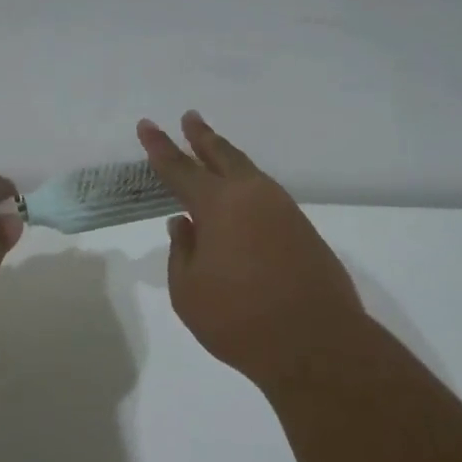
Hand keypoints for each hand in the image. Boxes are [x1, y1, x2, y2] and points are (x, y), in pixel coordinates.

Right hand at [138, 113, 367, 388]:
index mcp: (218, 205)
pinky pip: (266, 195)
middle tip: (189, 117)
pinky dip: (247, 186)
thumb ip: (182, 251)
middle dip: (201, 136)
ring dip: (227, 158)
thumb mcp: (188, 290)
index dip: (159, 147)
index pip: (180, 168)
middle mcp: (253, 196)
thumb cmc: (238, 318)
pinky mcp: (303, 229)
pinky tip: (241, 198)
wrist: (315, 343)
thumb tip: (184, 224)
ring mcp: (284, 210)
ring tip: (213, 149)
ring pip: (249, 173)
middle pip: (222, 156)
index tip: (146, 125)